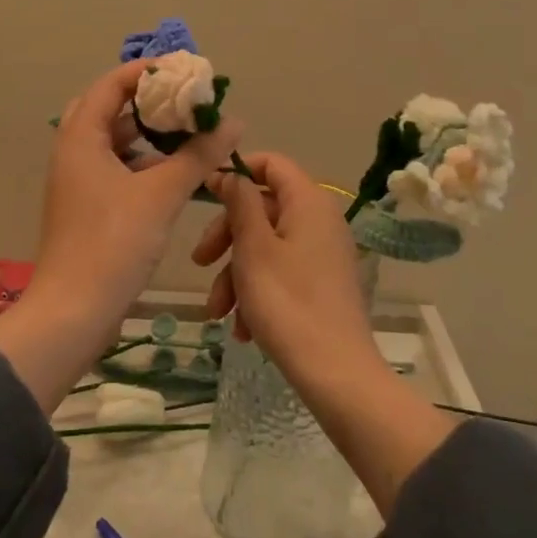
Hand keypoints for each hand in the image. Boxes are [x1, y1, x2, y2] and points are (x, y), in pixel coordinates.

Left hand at [0, 60, 241, 412]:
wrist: (73, 312)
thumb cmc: (113, 243)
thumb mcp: (161, 194)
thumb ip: (198, 154)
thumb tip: (233, 122)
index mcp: (80, 138)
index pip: (111, 84)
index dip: (146, 71)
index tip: (184, 70)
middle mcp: (73, 152)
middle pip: (108, 109)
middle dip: (146, 101)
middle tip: (183, 99)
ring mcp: (78, 181)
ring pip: (113, 141)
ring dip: (147, 133)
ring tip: (186, 129)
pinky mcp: (88, 206)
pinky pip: (116, 168)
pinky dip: (143, 162)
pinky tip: (174, 170)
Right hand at [196, 152, 378, 380]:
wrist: (336, 374)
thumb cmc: (288, 302)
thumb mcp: (253, 248)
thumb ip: (240, 202)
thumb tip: (232, 174)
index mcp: (308, 202)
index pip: (272, 164)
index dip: (237, 172)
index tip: (206, 193)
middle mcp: (320, 221)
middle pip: (263, 208)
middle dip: (227, 236)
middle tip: (200, 262)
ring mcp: (323, 254)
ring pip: (266, 246)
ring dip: (236, 274)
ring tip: (218, 312)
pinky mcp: (322, 284)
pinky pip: (281, 272)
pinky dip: (257, 293)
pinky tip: (242, 328)